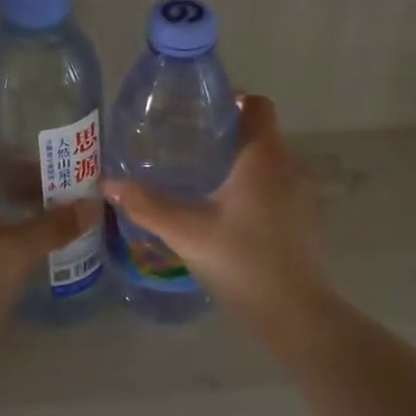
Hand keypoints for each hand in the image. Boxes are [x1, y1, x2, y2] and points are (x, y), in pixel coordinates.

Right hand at [102, 95, 330, 318]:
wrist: (296, 315)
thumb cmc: (242, 262)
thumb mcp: (187, 232)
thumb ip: (147, 205)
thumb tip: (109, 183)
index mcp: (264, 158)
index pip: (258, 106)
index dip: (232, 100)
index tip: (201, 112)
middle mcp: (290, 168)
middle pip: (262, 134)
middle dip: (228, 134)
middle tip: (188, 146)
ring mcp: (303, 196)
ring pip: (270, 164)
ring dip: (241, 164)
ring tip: (203, 179)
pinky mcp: (306, 221)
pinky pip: (278, 189)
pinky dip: (255, 189)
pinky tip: (228, 214)